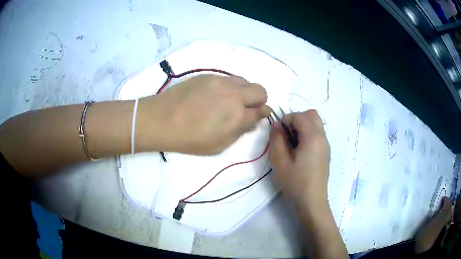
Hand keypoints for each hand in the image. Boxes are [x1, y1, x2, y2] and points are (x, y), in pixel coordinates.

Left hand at [137, 74, 270, 154]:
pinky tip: (217, 95)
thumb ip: (239, 132)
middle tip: (247, 108)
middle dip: (259, 100)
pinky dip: (230, 86)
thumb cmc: (190, 138)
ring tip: (231, 100)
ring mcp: (221, 82)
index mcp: (238, 116)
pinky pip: (229, 78)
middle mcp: (234, 95)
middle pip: (260, 90)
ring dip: (245, 91)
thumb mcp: (219, 145)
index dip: (263, 113)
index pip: (262, 110)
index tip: (259, 115)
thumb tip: (253, 121)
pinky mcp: (209, 75)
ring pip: (245, 81)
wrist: (162, 119)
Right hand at [269, 110, 329, 207]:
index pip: (299, 116)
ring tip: (292, 143)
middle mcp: (322, 137)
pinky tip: (299, 151)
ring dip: (302, 126)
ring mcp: (326, 145)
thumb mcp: (280, 162)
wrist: (312, 202)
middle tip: (286, 134)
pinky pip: (317, 134)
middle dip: (297, 118)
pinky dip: (308, 134)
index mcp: (313, 137)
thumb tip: (276, 125)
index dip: (286, 119)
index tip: (277, 133)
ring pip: (315, 123)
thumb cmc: (295, 183)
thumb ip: (276, 139)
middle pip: (312, 115)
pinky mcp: (325, 152)